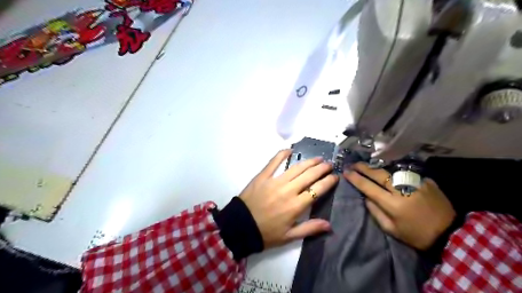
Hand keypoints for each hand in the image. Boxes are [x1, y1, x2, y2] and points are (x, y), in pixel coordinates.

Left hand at [239, 150, 337, 247]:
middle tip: (329, 164)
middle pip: (309, 175)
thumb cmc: (266, 233)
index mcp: (296, 206)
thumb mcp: (289, 236)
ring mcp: (275, 181)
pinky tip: (290, 150)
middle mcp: (288, 190)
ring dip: (308, 162)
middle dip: (322, 168)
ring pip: (296, 168)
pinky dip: (282, 154)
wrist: (240, 226)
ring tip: (317, 158)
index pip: (317, 190)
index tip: (335, 176)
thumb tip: (329, 225)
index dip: (328, 182)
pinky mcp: (263, 176)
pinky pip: (274, 162)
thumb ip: (309, 228)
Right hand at [346, 163, 454, 248]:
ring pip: (391, 171)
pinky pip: (405, 174)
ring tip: (368, 166)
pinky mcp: (425, 181)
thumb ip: (376, 213)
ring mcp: (415, 183)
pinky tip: (390, 172)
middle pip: (378, 174)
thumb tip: (367, 198)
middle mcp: (402, 190)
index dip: (356, 178)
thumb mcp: (392, 230)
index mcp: (392, 204)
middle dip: (363, 168)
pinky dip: (395, 173)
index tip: (346, 172)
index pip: (369, 187)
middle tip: (354, 164)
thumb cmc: (417, 235)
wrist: (451, 233)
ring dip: (378, 168)